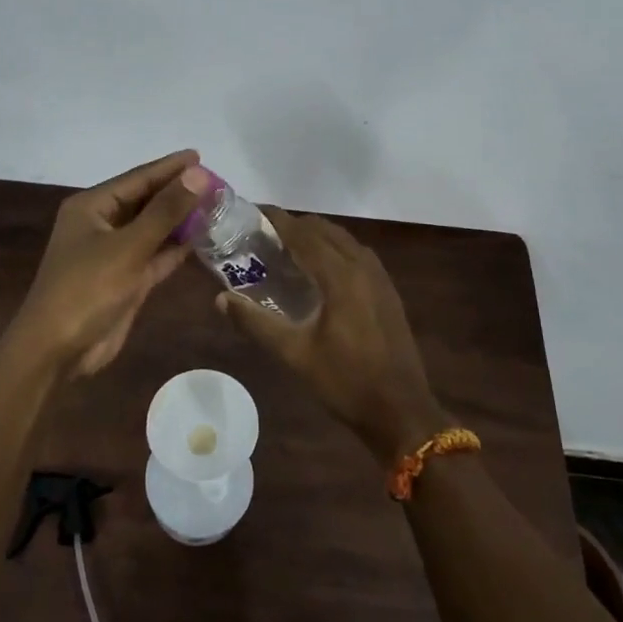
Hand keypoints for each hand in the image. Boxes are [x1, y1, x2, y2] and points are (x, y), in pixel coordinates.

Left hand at [3, 150, 211, 378]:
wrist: (57, 350)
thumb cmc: (86, 289)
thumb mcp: (128, 246)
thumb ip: (165, 211)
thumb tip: (198, 174)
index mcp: (91, 208)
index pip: (137, 179)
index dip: (169, 168)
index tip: (200, 156)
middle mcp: (102, 225)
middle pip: (146, 202)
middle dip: (178, 193)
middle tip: (217, 183)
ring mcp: (114, 254)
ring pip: (153, 230)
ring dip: (181, 220)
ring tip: (216, 206)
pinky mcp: (125, 280)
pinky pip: (155, 256)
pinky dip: (176, 248)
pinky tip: (202, 238)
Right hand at [216, 209, 446, 464]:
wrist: (401, 411)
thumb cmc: (345, 382)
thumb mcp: (294, 354)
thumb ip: (256, 323)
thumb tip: (220, 299)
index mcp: (340, 276)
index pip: (304, 234)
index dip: (278, 219)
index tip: (254, 210)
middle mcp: (363, 266)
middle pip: (325, 230)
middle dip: (295, 225)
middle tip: (264, 234)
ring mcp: (380, 278)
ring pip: (344, 240)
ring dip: (317, 236)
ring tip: (288, 248)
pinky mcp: (388, 292)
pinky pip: (357, 255)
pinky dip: (335, 249)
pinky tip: (320, 270)